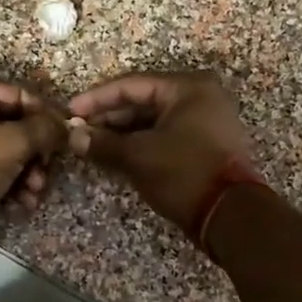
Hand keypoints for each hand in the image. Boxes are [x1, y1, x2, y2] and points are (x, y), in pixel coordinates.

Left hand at [0, 78, 69, 227]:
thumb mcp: (11, 144)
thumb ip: (43, 129)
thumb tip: (67, 125)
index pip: (17, 94)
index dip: (45, 114)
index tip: (66, 136)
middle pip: (13, 124)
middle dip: (36, 152)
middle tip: (47, 172)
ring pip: (6, 149)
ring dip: (27, 171)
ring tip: (35, 192)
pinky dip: (10, 182)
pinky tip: (23, 202)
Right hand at [68, 71, 252, 230]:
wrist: (231, 216)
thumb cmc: (184, 173)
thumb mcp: (138, 156)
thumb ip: (102, 143)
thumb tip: (72, 137)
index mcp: (188, 88)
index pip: (131, 84)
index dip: (96, 98)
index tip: (70, 111)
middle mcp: (200, 97)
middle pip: (143, 100)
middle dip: (108, 117)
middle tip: (78, 130)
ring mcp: (206, 122)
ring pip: (153, 120)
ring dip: (122, 132)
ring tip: (91, 144)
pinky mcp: (205, 145)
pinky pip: (165, 135)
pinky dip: (140, 143)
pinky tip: (115, 154)